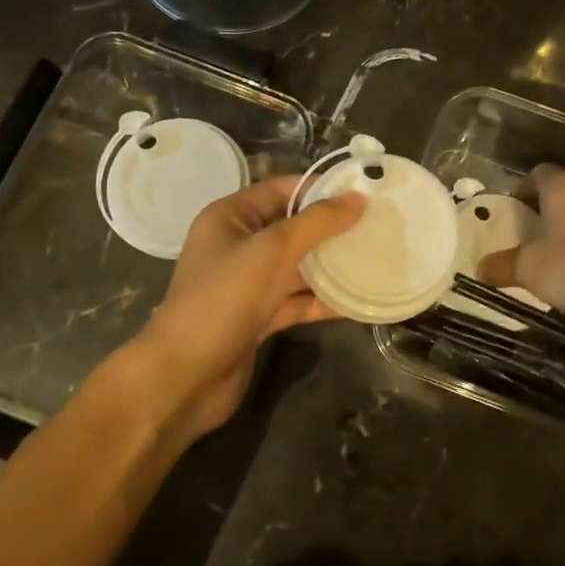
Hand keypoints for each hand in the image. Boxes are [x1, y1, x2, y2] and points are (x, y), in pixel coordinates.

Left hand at [129, 176, 364, 444]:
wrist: (186, 376)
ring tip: (376, 259)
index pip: (281, 190)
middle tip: (379, 226)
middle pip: (292, 228)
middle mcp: (237, 245)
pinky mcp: (257, 318)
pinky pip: (295, 300)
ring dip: (331, 266)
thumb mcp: (273, 250)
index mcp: (230, 217)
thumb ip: (316, 223)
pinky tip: (358, 300)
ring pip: (296, 267)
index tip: (365, 192)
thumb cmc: (224, 298)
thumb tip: (357, 198)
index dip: (321, 189)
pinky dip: (321, 300)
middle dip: (331, 229)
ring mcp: (247, 284)